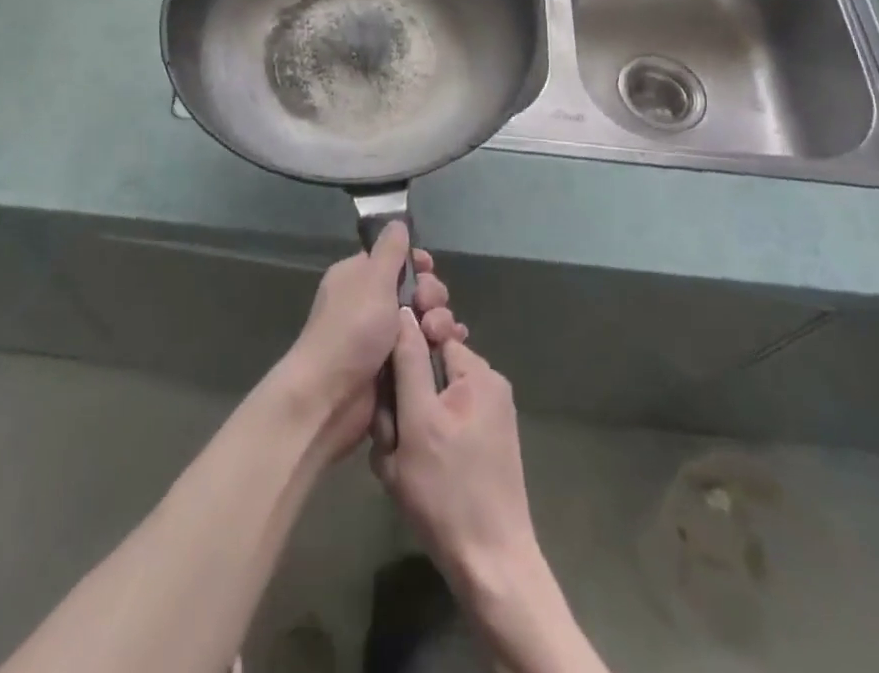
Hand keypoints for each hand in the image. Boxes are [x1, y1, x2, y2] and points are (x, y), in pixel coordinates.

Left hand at [280, 223, 466, 458]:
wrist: (330, 397)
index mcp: (358, 277)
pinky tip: (450, 349)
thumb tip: (397, 221)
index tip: (429, 269)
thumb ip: (390, 250)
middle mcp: (370, 303)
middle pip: (415, 289)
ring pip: (423, 320)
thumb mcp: (372, 280)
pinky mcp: (395, 367)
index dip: (416, 263)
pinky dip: (438, 347)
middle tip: (430, 308)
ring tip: (439, 334)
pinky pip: (423, 349)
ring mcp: (382, 337)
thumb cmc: (351, 329)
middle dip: (431, 295)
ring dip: (439, 322)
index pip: (394, 259)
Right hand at [370, 311, 539, 596]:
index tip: (388, 388)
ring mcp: (491, 416)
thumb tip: (404, 309)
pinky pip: (446, 422)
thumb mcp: (416, 420)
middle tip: (391, 435)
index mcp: (477, 372)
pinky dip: (428, 438)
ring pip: (433, 399)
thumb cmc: (448, 491)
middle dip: (404, 397)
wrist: (491, 568)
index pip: (429, 335)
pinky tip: (417, 472)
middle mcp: (489, 385)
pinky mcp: (488, 444)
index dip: (402, 357)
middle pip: (429, 369)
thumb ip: (409, 360)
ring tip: (401, 461)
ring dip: (412, 422)